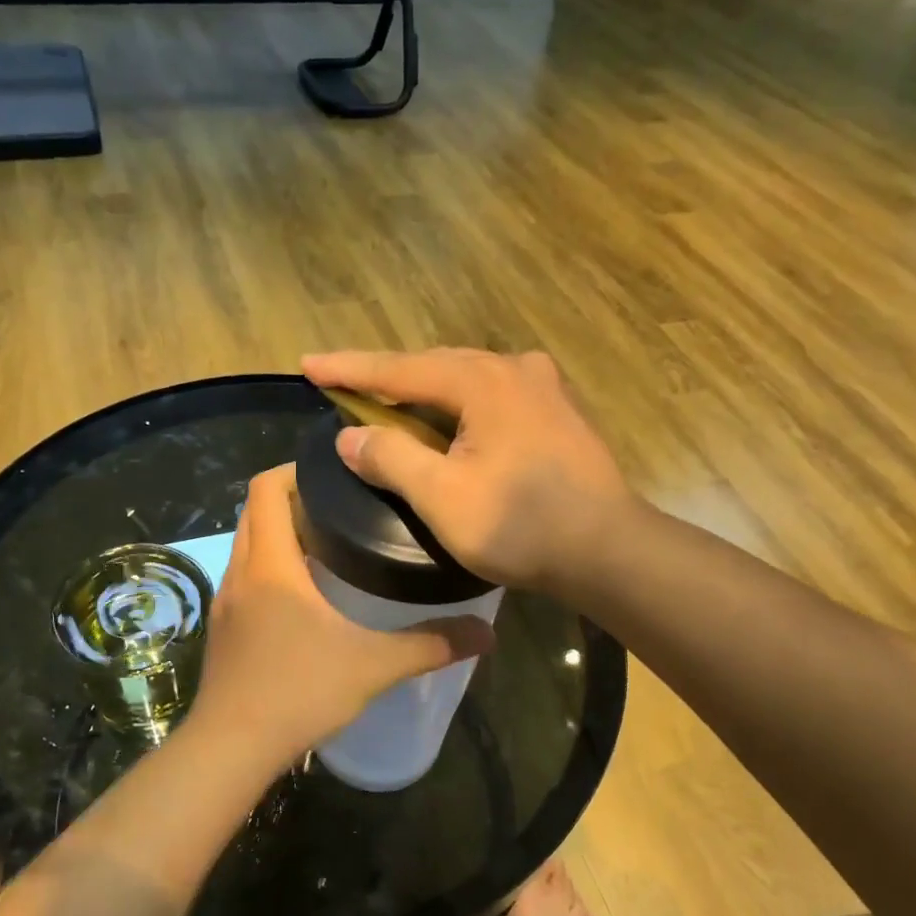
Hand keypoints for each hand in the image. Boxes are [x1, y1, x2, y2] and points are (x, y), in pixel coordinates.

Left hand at [186, 464, 495, 769]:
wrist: (231, 748)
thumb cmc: (299, 692)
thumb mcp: (373, 666)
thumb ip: (430, 644)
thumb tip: (486, 634)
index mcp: (270, 564)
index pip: (265, 488)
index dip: (294, 470)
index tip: (335, 474)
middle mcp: (240, 572)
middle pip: (253, 511)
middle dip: (290, 499)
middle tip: (340, 508)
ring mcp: (225, 602)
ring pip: (245, 545)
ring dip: (276, 534)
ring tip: (327, 546)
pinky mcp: (222, 629)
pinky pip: (243, 577)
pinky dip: (267, 568)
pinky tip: (303, 597)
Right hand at [301, 348, 633, 592]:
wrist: (608, 550)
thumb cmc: (522, 525)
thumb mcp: (443, 497)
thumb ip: (392, 458)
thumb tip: (350, 436)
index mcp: (482, 381)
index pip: (399, 370)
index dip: (348, 369)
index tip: (307, 365)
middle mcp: (514, 369)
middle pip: (433, 367)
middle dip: (385, 377)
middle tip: (342, 383)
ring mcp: (543, 387)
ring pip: (465, 380)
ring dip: (423, 391)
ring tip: (388, 401)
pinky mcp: (558, 411)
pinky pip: (491, 396)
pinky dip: (458, 405)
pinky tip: (448, 421)